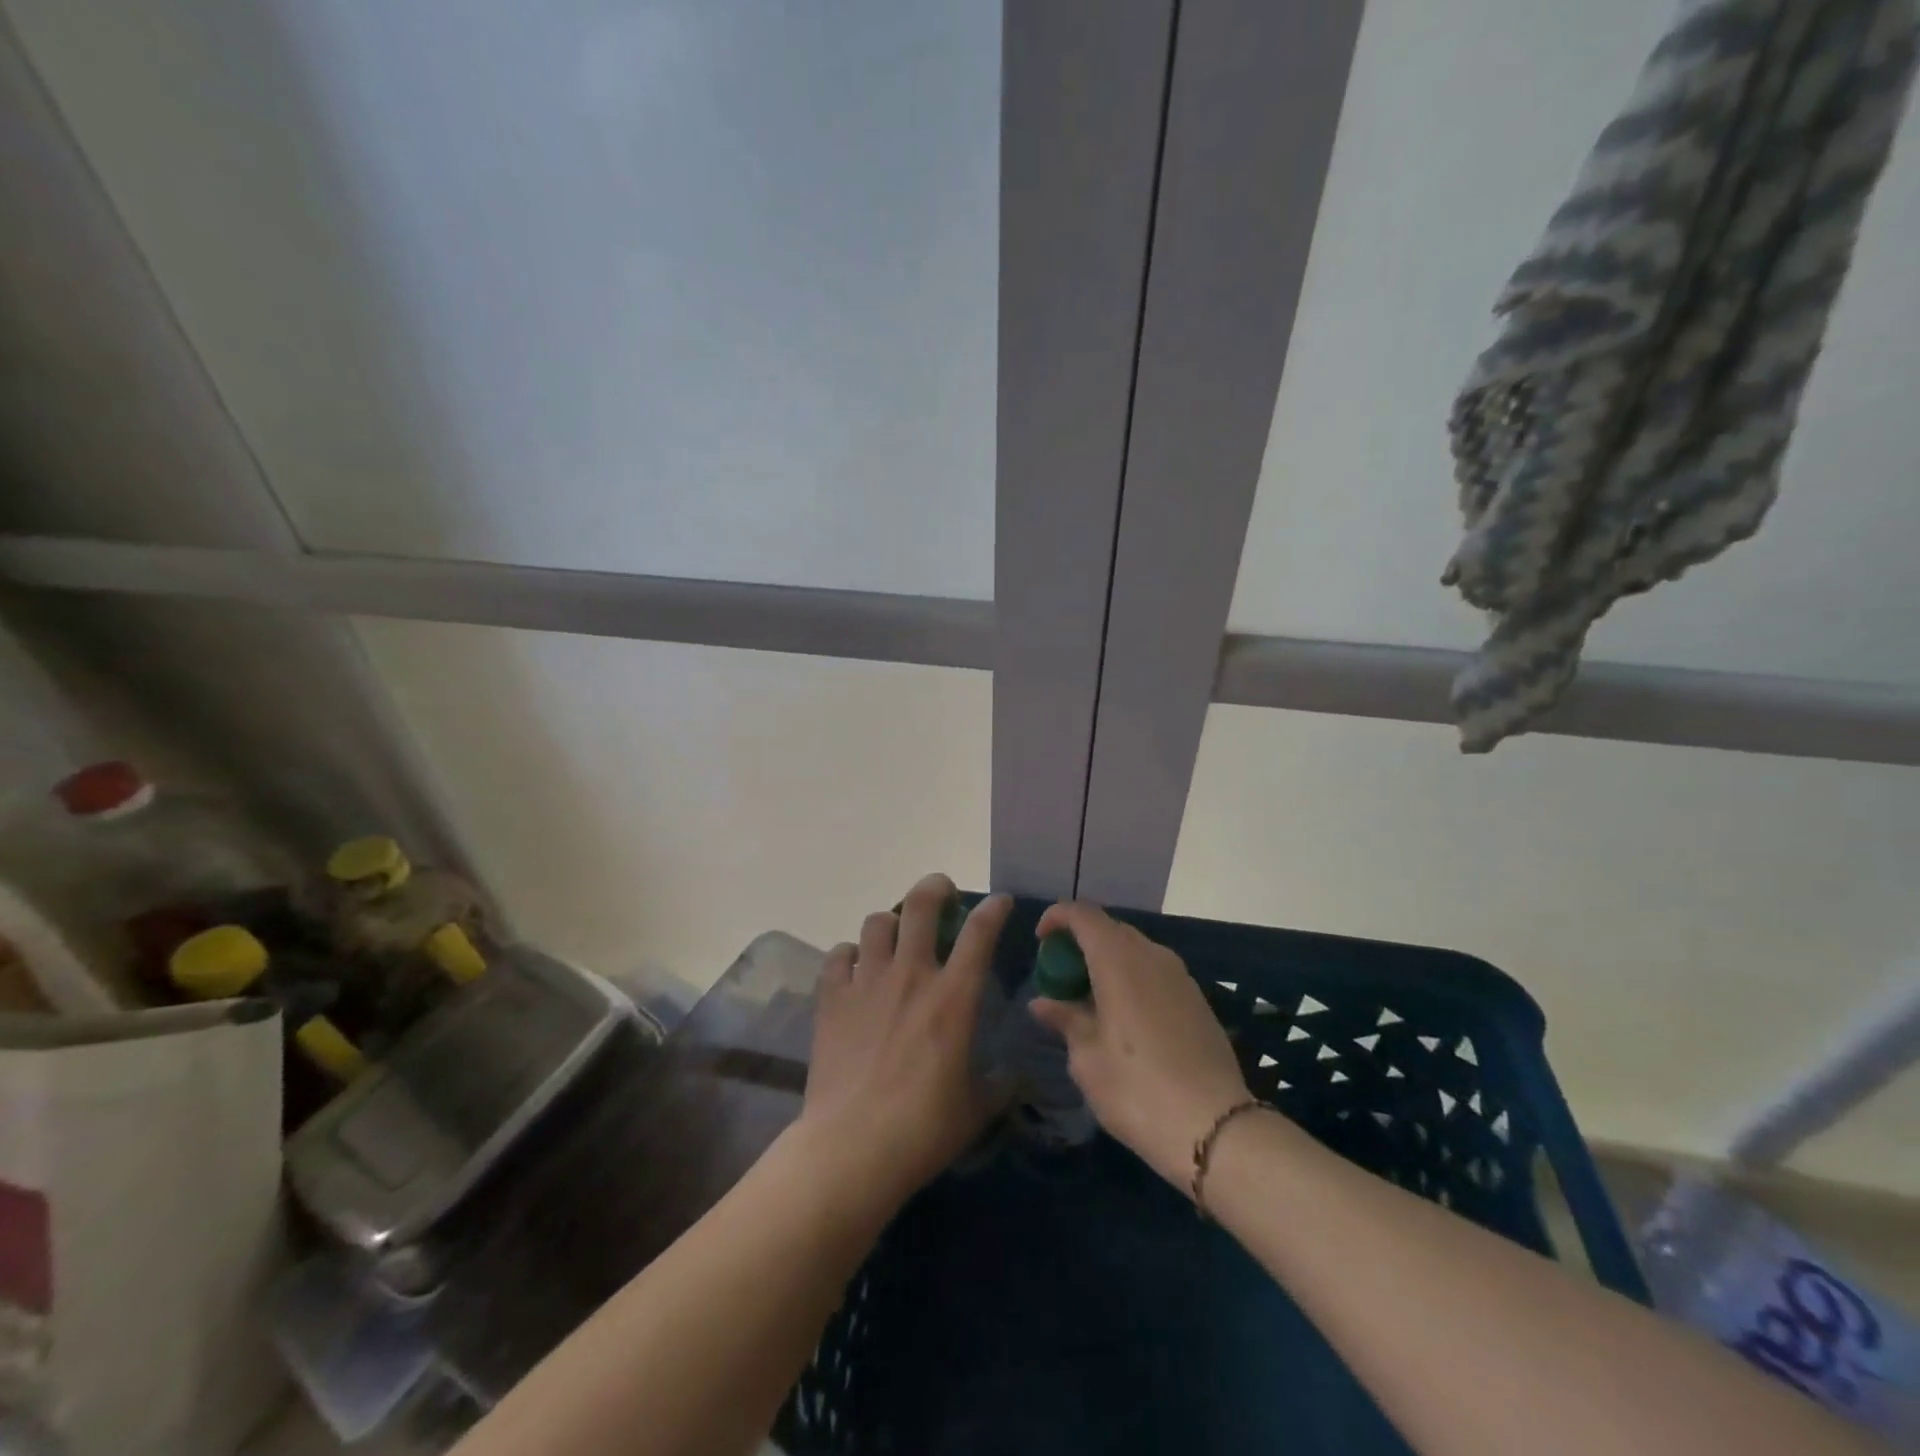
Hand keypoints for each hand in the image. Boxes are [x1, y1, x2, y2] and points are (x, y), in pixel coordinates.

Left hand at [798, 875, 1012, 1213]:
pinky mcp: (832, 999)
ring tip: (895, 939)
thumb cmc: (923, 1129)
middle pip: (921, 905)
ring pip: (877, 923)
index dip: (992, 909)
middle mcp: (911, 975)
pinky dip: (849, 956)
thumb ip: (1000, 1085)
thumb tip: (1016, 1077)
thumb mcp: (976, 1109)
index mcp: (953, 997)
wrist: (852, 1148)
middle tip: (942, 895)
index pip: (979, 933)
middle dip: (936, 888)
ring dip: (891, 924)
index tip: (998, 902)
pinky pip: (838, 955)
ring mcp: (867, 983)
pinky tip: (854, 971)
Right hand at [1029, 902, 1250, 1190]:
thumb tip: (1042, 1003)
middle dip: (1082, 942)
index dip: (1057, 917)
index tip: (1041, 942)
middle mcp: (1151, 955)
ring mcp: (1179, 976)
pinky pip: (1155, 972)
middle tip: (1062, 976)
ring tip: (1090, 1000)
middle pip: (1110, 929)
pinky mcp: (1197, 999)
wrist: (1215, 1127)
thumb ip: (1065, 1020)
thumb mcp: (1087, 1058)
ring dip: (1108, 962)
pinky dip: (1132, 979)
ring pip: (1136, 950)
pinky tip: (1125, 1018)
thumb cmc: (1136, 1088)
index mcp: (1118, 960)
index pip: (1083, 914)